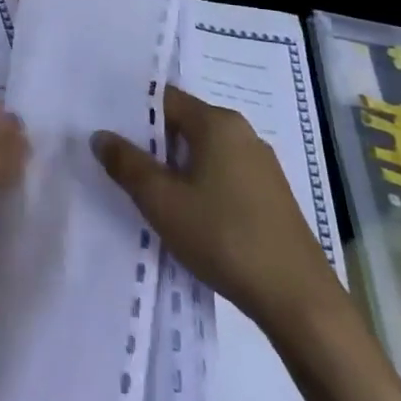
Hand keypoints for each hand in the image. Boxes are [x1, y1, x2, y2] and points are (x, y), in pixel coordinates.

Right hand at [91, 86, 341, 331]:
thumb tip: (100, 135)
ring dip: (173, 166)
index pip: (163, 98)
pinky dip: (197, 184)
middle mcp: (242, 133)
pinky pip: (221, 175)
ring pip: (202, 152)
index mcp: (217, 123)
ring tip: (143, 189)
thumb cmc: (224, 237)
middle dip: (149, 141)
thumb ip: (126, 163)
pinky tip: (183, 212)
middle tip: (115, 160)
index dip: (130, 111)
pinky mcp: (270, 197)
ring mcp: (261, 166)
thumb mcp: (161, 200)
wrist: (299, 301)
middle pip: (182, 124)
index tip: (104, 128)